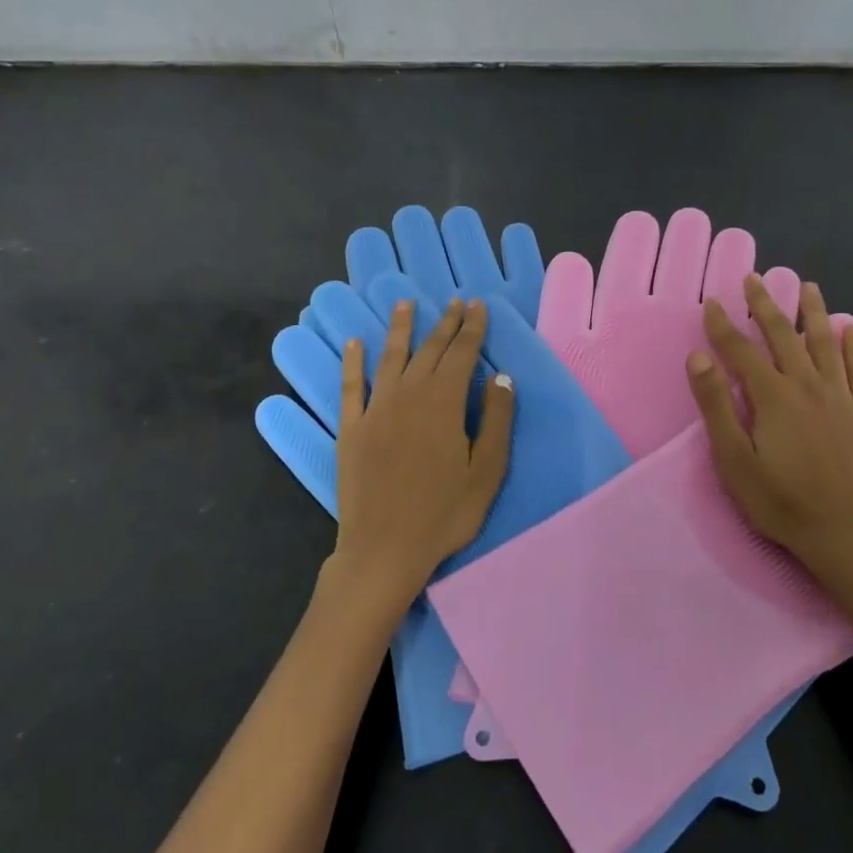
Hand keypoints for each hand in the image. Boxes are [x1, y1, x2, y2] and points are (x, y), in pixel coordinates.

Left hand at [330, 297, 513, 607]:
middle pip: (429, 350)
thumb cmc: (444, 514)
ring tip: (406, 304)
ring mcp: (375, 410)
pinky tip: (354, 343)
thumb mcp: (486, 472)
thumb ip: (496, 421)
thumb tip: (501, 377)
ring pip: (390, 358)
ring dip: (400, 329)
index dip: (472, 328)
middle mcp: (408, 396)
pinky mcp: (351, 428)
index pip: (462, 354)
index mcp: (444, 404)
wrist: (384, 550)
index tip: (478, 305)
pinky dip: (353, 362)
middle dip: (445, 323)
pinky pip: (351, 386)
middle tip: (455, 302)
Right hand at [685, 276, 852, 589]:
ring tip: (807, 287)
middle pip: (783, 336)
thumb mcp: (735, 461)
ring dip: (813, 313)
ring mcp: (842, 398)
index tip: (712, 302)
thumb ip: (716, 406)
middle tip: (755, 279)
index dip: (723, 324)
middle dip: (765, 306)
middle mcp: (808, 386)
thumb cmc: (783, 503)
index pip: (741, 350)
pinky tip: (850, 329)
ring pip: (826, 344)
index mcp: (773, 397)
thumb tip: (699, 357)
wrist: (850, 535)